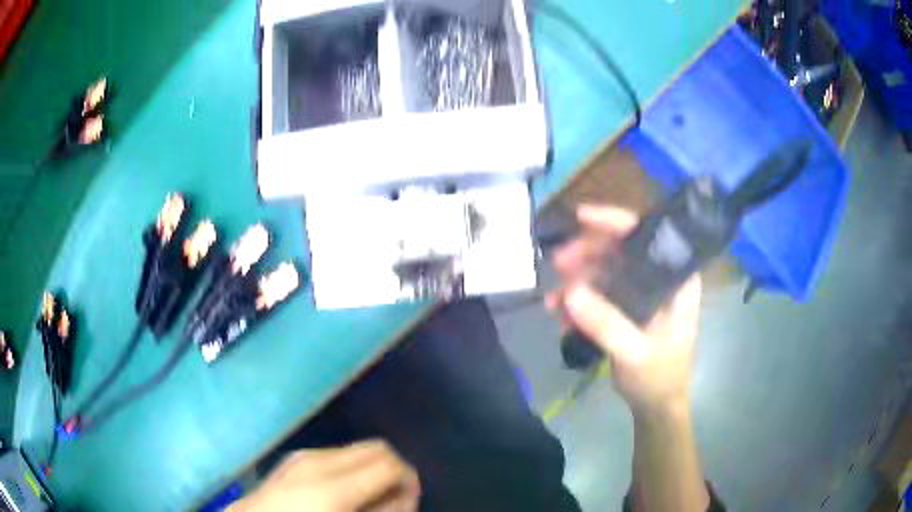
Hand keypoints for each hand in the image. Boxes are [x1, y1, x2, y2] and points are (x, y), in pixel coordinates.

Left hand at [231, 440, 419, 511]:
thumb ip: (385, 509)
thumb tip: (407, 490)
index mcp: (334, 486)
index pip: (390, 462)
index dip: (408, 477)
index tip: (410, 495)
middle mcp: (319, 461)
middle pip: (376, 448)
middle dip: (393, 468)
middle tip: (394, 495)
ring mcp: (304, 455)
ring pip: (356, 449)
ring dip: (371, 468)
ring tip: (369, 494)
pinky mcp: (296, 457)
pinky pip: (336, 455)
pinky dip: (351, 468)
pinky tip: (345, 489)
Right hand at [547, 205, 701, 415]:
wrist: (656, 404)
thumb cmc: (659, 376)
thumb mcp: (635, 352)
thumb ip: (606, 324)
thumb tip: (569, 291)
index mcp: (675, 278)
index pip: (647, 235)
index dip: (615, 221)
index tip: (581, 216)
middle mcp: (659, 277)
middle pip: (620, 248)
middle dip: (586, 254)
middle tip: (557, 264)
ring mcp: (641, 291)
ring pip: (604, 269)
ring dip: (576, 280)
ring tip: (553, 301)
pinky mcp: (625, 306)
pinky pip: (597, 291)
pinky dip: (577, 300)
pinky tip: (560, 315)